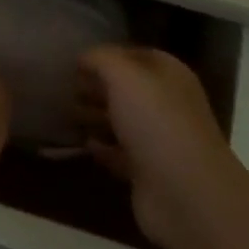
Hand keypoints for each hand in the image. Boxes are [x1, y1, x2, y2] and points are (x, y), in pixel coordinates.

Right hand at [76, 45, 247, 247]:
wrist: (184, 192)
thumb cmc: (155, 122)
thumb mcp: (124, 77)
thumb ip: (102, 60)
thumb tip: (84, 57)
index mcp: (169, 75)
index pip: (137, 55)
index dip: (107, 56)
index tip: (75, 62)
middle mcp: (167, 104)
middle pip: (129, 89)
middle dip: (98, 86)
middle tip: (65, 87)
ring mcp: (159, 140)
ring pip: (123, 121)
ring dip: (96, 116)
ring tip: (65, 113)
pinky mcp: (148, 172)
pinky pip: (120, 153)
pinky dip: (102, 148)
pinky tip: (83, 144)